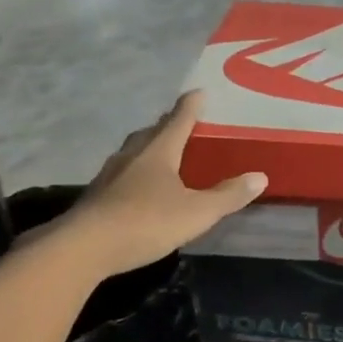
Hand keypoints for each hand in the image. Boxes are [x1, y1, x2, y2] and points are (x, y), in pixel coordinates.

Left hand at [69, 90, 265, 273]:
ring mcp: (109, 177)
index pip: (178, 121)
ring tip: (160, 151)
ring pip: (132, 153)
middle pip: (151, 133)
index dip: (190, 107)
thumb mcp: (197, 212)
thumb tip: (259, 177)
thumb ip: (228, 195)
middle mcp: (132, 157)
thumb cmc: (146, 222)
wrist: (82, 249)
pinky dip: (134, 172)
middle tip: (180, 121)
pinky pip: (121, 174)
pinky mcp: (96, 198)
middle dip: (166, 125)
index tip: (198, 92)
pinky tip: (139, 186)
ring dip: (148, 147)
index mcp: (158, 152)